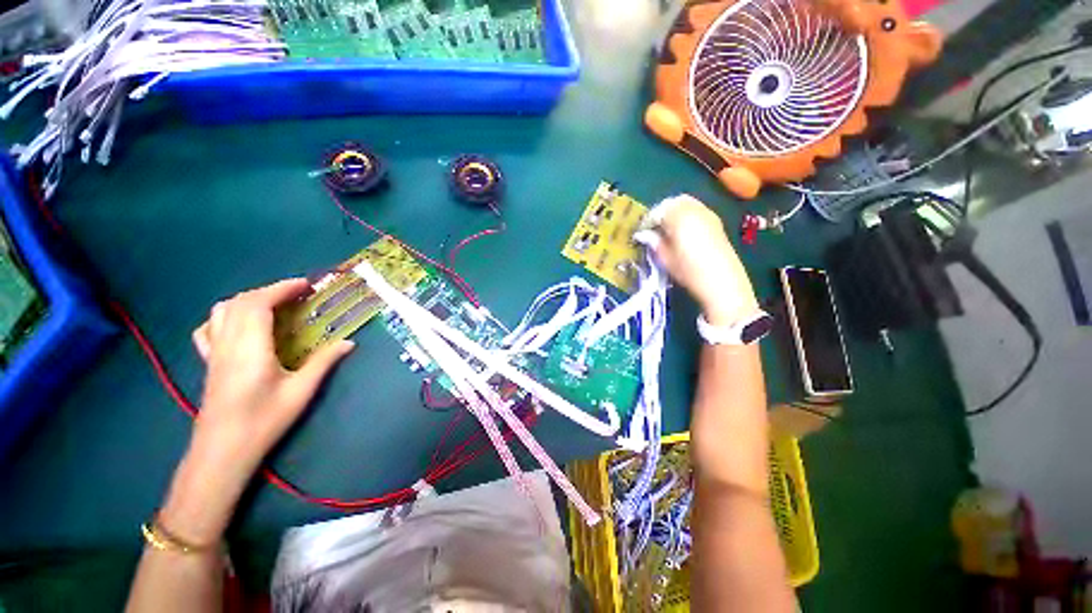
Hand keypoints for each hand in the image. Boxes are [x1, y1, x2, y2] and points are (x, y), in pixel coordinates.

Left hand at [159, 279, 353, 544]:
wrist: (222, 451)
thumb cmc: (264, 421)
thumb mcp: (301, 391)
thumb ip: (324, 362)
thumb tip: (349, 342)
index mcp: (250, 348)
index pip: (259, 304)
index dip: (282, 289)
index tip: (305, 285)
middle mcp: (227, 343)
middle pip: (240, 302)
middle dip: (270, 290)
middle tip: (297, 293)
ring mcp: (214, 352)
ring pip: (222, 310)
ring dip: (248, 299)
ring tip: (273, 303)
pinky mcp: (209, 362)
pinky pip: (209, 328)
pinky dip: (225, 316)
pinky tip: (239, 324)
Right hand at [647, 195, 758, 325]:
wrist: (721, 281)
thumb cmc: (689, 271)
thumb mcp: (666, 258)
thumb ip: (654, 242)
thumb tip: (645, 235)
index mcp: (679, 217)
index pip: (657, 212)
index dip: (647, 221)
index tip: (642, 233)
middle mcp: (694, 209)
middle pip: (673, 202)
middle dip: (662, 212)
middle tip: (654, 229)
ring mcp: (708, 213)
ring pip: (686, 203)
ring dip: (675, 212)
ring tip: (669, 231)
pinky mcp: (716, 221)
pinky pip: (697, 210)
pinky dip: (687, 215)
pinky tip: (684, 232)